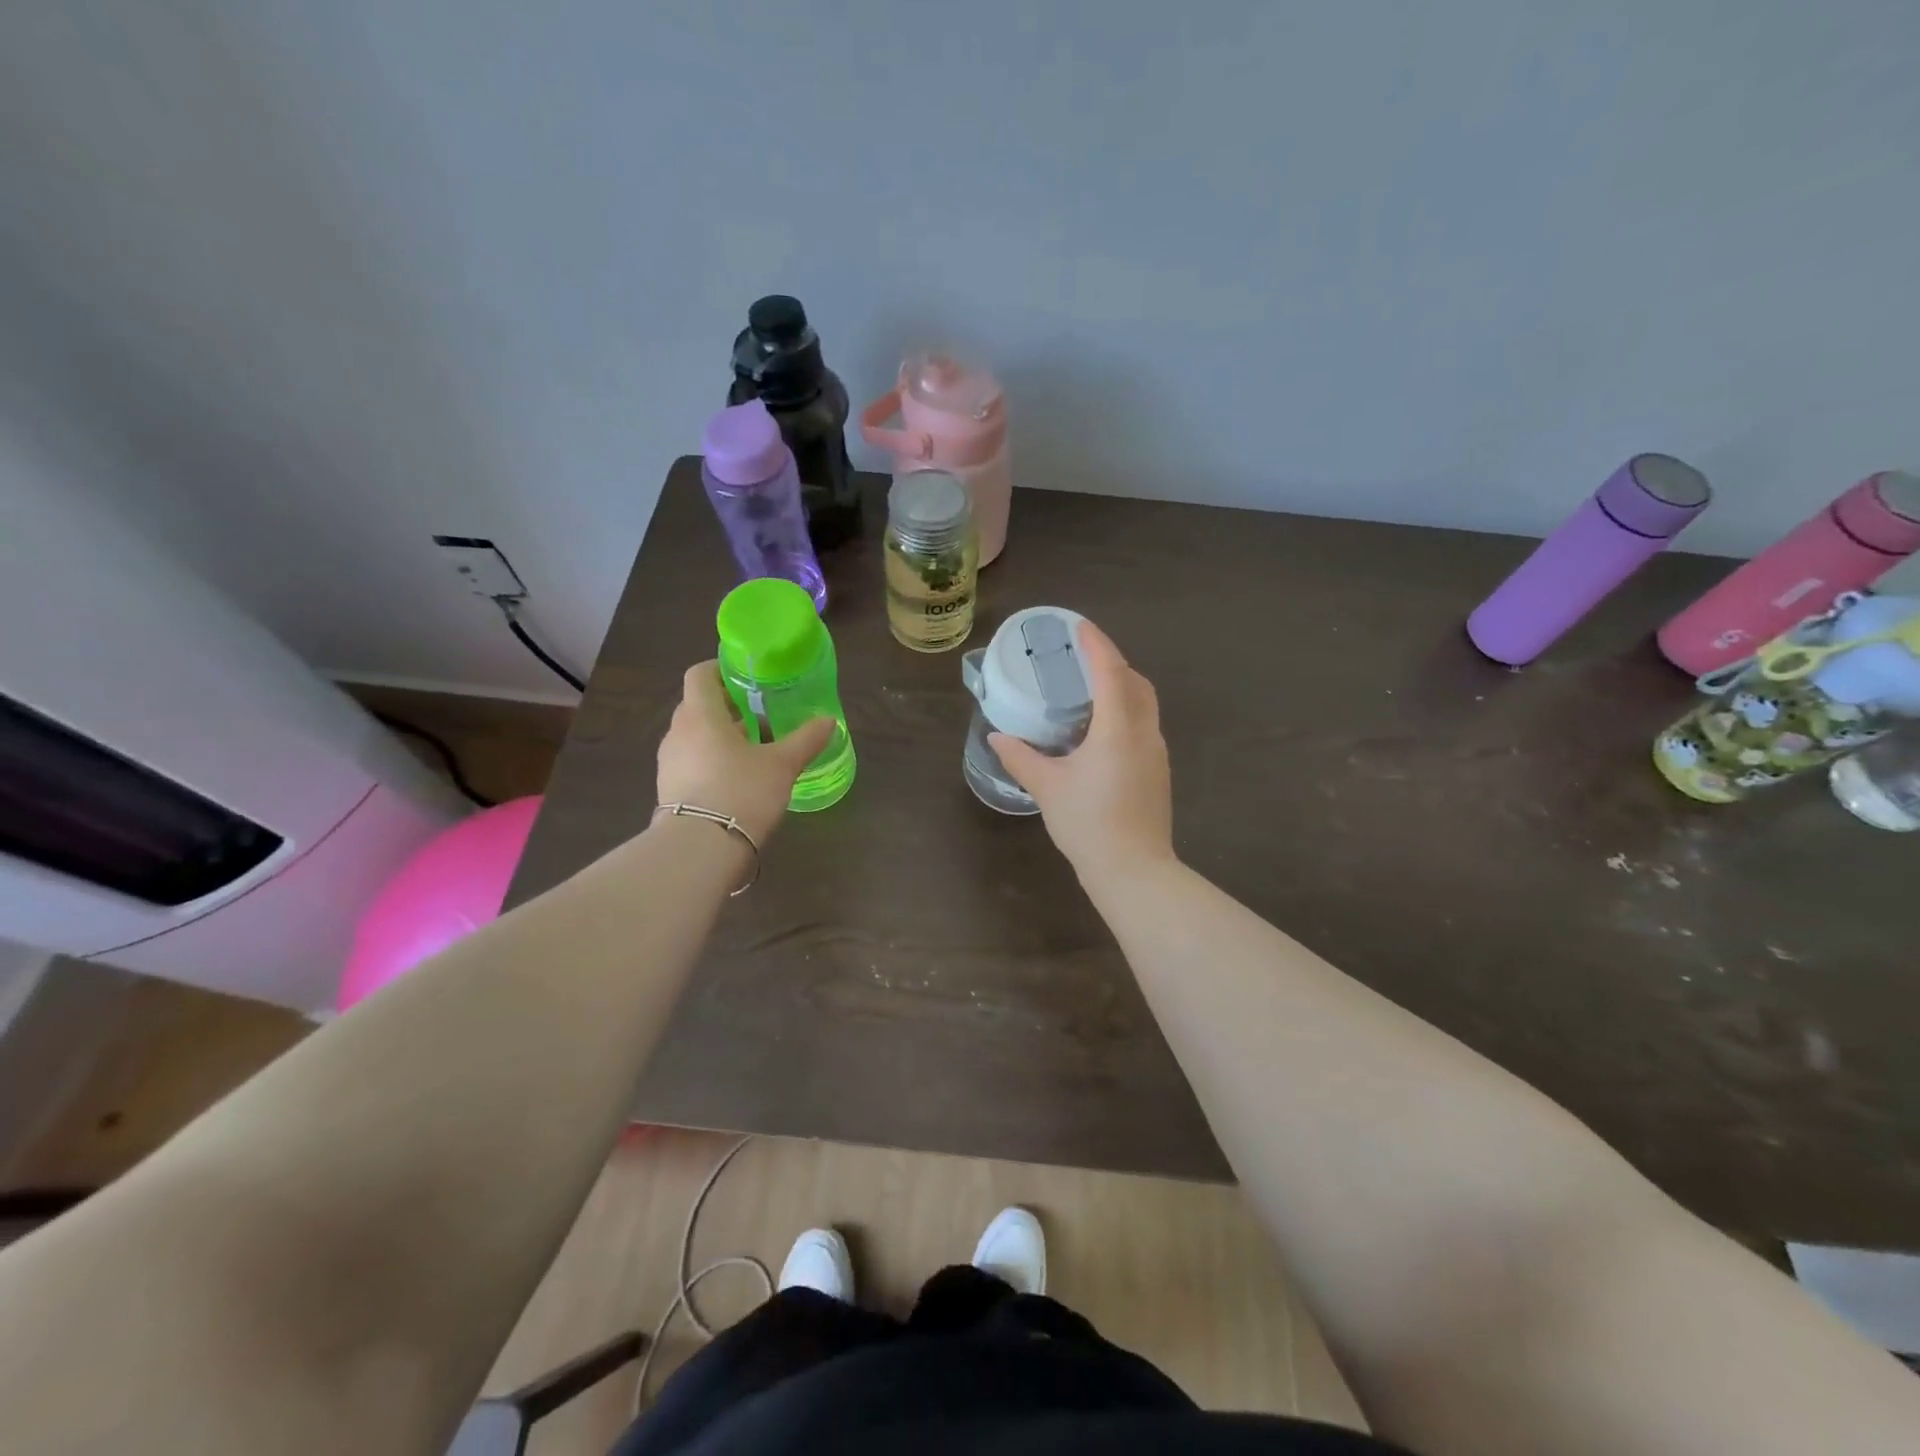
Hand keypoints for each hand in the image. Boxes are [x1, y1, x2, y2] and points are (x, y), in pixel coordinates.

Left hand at [656, 661, 833, 845]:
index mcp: (701, 715)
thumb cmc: (742, 792)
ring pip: (694, 736)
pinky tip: (737, 781)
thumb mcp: (782, 765)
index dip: (720, 669)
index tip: (746, 677)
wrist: (700, 849)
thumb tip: (829, 720)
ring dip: (720, 737)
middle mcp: (678, 733)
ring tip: (753, 752)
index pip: (700, 675)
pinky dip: (711, 762)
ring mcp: (668, 763)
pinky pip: (690, 763)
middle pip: (698, 706)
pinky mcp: (668, 791)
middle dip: (727, 707)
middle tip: (759, 716)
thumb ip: (805, 740)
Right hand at [989, 622, 1173, 883]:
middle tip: (1083, 660)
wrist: (1133, 871)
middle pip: (1136, 683)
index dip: (1096, 644)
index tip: (1080, 626)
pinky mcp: (1158, 773)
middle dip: (1114, 664)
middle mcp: (1144, 733)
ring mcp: (1156, 754)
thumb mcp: (1047, 788)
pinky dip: (1126, 714)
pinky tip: (1101, 734)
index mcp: (1118, 728)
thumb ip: (1021, 758)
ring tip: (1090, 693)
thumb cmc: (1088, 823)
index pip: (1110, 671)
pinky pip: (1144, 728)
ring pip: (1145, 706)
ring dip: (1123, 689)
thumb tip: (998, 737)